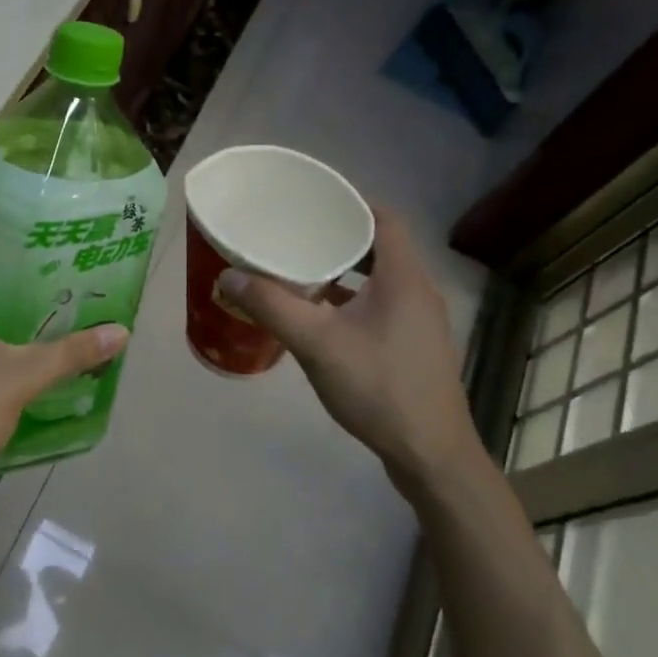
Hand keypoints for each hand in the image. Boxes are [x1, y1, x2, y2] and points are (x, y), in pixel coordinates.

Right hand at [218, 205, 485, 501]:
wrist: (429, 455)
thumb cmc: (378, 388)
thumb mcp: (317, 344)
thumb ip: (272, 306)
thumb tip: (228, 275)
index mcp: (404, 278)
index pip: (384, 219)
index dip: (351, 203)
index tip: (312, 201)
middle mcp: (418, 292)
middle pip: (380, 246)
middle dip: (338, 237)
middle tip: (295, 233)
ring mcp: (419, 322)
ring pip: (379, 279)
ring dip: (344, 270)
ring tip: (300, 269)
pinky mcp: (413, 347)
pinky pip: (380, 305)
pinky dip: (351, 300)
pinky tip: (320, 316)